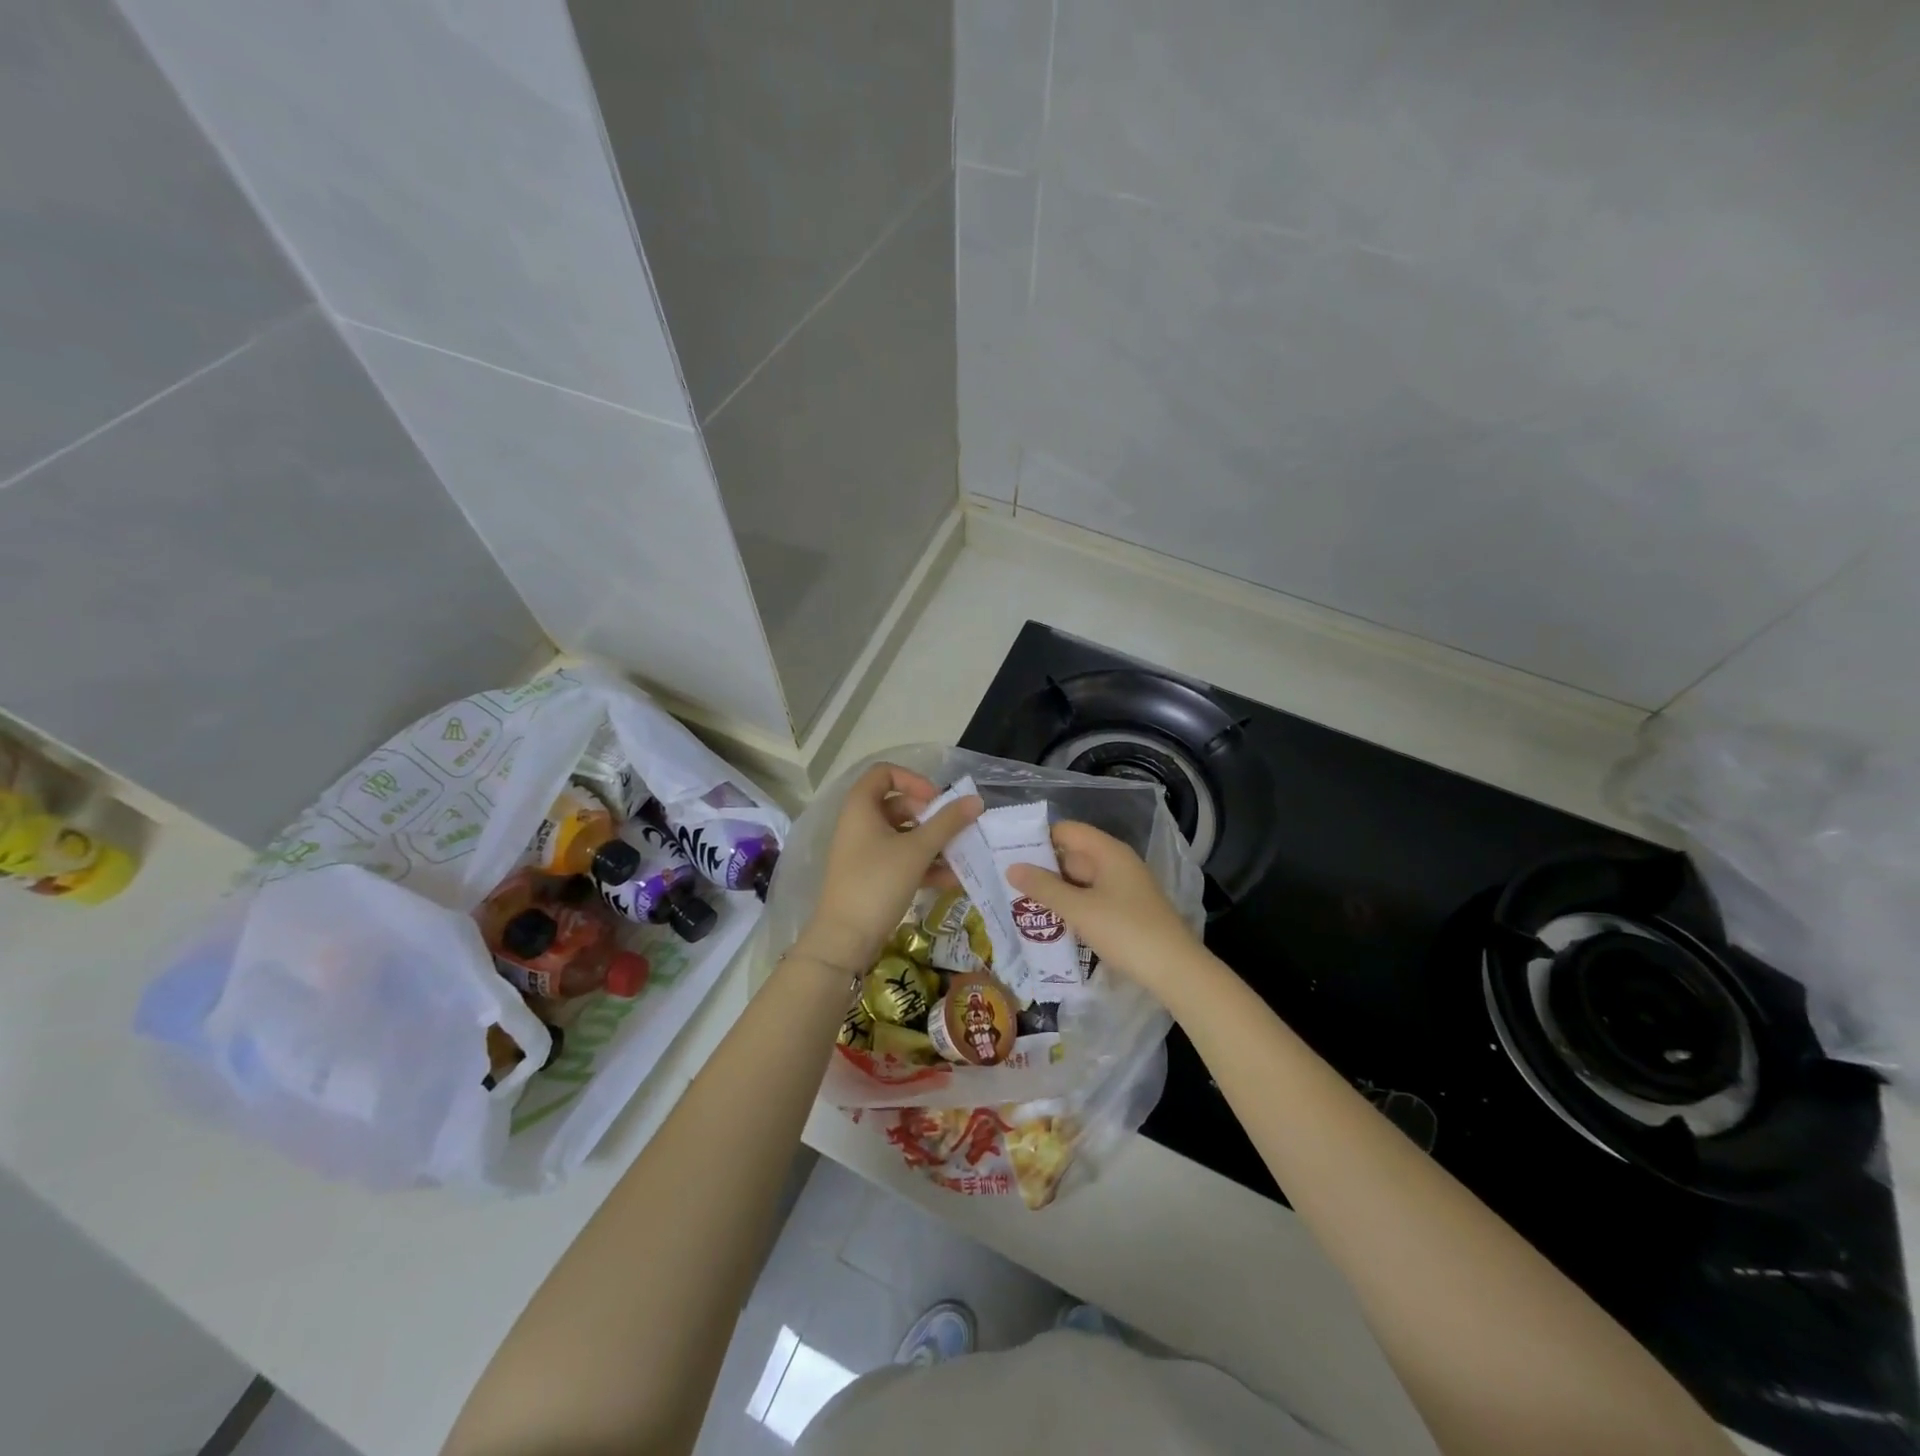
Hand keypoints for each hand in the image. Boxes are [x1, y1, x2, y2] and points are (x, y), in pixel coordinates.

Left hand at [792, 764, 982, 972]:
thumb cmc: (877, 883)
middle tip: (953, 829)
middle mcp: (859, 824)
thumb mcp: (917, 850)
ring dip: (932, 843)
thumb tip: (976, 800)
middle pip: (898, 805)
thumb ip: (948, 823)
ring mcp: (864, 851)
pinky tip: (950, 880)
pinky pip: (901, 859)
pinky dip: (924, 864)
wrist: (844, 939)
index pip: (884, 773)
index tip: (936, 799)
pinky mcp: (871, 876)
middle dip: (930, 816)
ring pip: (903, 835)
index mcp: (861, 807)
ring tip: (960, 856)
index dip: (913, 779)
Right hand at [1005, 821, 1200, 999]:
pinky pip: (1091, 898)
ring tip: (1020, 902)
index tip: (1009, 852)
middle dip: (1042, 867)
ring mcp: (1123, 887)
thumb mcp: (1079, 910)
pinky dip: (1072, 905)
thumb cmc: (1126, 931)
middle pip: (1072, 855)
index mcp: (1109, 852)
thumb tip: (1012, 867)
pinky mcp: (1126, 911)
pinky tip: (1051, 921)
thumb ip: (1044, 887)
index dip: (1038, 838)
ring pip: (1081, 880)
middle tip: (1007, 882)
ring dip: (1055, 889)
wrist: (1176, 971)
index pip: (1067, 831)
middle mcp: (1117, 863)